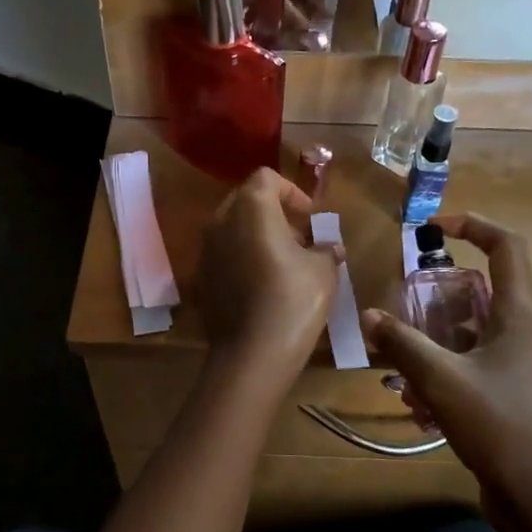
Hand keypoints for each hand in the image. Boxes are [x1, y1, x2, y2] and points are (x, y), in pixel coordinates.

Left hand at [198, 169, 338, 377]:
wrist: (251, 353)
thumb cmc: (293, 300)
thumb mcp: (323, 270)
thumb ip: (326, 249)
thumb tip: (331, 247)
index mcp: (250, 208)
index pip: (266, 178)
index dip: (292, 192)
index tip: (310, 217)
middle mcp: (220, 222)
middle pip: (246, 200)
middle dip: (274, 212)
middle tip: (300, 237)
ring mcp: (205, 251)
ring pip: (232, 228)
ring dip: (257, 235)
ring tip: (285, 262)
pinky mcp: (201, 279)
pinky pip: (224, 255)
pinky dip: (243, 258)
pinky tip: (263, 284)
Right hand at [361, 215, 531, 531]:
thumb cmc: (499, 425)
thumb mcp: (442, 380)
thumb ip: (403, 344)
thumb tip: (370, 315)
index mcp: (520, 316)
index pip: (507, 248)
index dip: (474, 226)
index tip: (435, 226)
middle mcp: (525, 333)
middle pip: (482, 291)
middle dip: (439, 295)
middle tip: (405, 303)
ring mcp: (520, 366)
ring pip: (472, 332)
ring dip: (435, 339)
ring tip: (401, 358)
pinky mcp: (511, 394)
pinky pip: (473, 365)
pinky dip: (444, 371)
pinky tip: (416, 402)